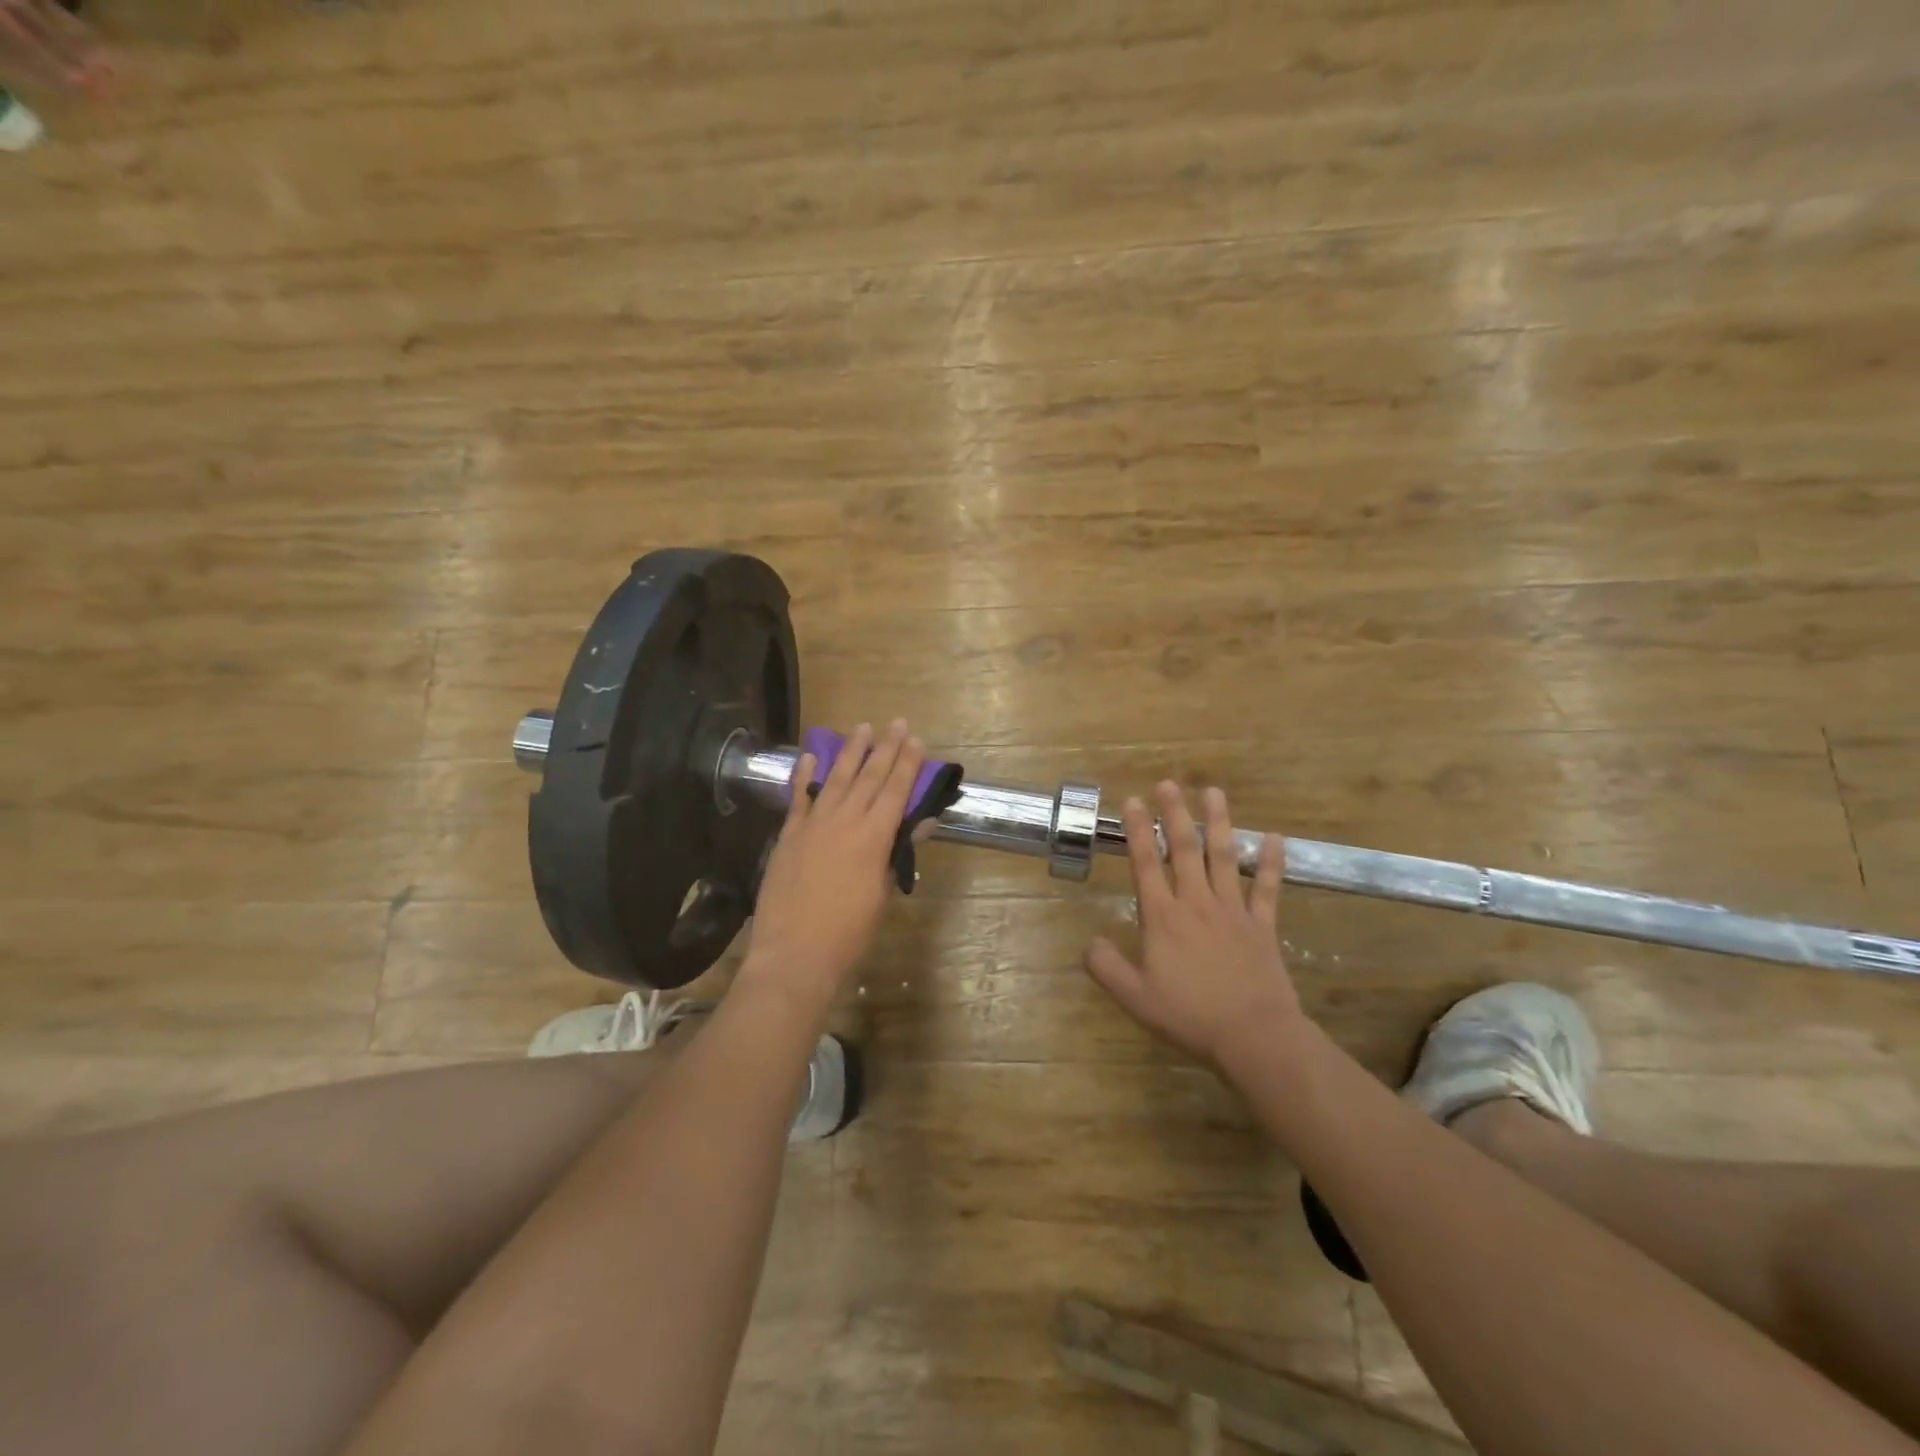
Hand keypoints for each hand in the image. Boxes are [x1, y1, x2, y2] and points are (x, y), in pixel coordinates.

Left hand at [738, 720, 924, 1011]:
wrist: (795, 953)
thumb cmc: (849, 931)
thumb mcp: (882, 893)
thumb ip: (897, 853)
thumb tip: (921, 823)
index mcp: (873, 837)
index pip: (895, 790)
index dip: (908, 763)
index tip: (917, 739)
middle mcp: (844, 821)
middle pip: (869, 776)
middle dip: (885, 747)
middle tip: (897, 723)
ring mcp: (813, 825)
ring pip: (836, 779)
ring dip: (850, 752)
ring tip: (862, 727)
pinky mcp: (789, 835)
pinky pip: (798, 797)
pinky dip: (803, 775)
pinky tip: (809, 755)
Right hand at [1084, 782, 1300, 1071]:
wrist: (1253, 1036)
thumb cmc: (1190, 1016)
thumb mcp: (1135, 998)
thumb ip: (1107, 967)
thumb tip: (1089, 942)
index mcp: (1163, 918)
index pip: (1146, 864)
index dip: (1137, 830)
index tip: (1131, 801)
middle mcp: (1196, 903)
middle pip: (1185, 849)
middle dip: (1174, 813)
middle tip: (1168, 783)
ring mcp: (1232, 910)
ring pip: (1224, 857)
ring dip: (1218, 822)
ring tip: (1213, 791)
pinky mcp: (1262, 925)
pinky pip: (1267, 888)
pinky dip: (1271, 862)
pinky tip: (1275, 837)